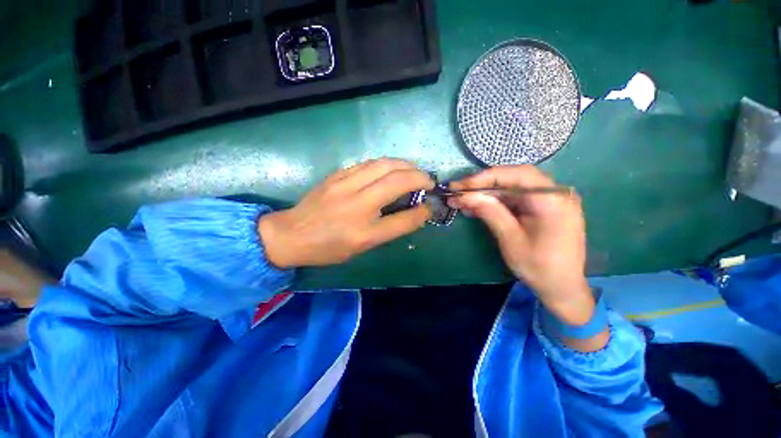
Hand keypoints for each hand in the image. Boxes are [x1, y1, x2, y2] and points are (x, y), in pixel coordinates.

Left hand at [258, 159, 433, 267]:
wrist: (291, 234)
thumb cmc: (329, 247)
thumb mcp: (363, 246)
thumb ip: (391, 229)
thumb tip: (415, 213)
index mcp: (364, 231)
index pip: (403, 219)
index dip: (422, 211)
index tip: (430, 205)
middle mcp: (357, 204)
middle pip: (397, 180)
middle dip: (419, 176)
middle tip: (427, 181)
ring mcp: (345, 184)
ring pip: (383, 164)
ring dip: (404, 165)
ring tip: (413, 171)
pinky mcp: (337, 174)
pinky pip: (368, 163)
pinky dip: (386, 164)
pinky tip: (390, 169)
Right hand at [448, 165, 593, 325]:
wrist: (562, 288)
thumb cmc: (539, 267)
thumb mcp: (511, 240)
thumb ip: (490, 213)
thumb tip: (466, 196)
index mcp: (553, 201)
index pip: (517, 175)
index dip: (486, 177)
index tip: (461, 186)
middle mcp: (555, 194)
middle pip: (513, 178)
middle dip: (483, 184)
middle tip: (457, 191)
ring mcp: (550, 200)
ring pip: (511, 188)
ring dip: (486, 194)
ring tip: (462, 201)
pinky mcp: (542, 207)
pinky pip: (515, 199)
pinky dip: (495, 202)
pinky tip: (477, 207)